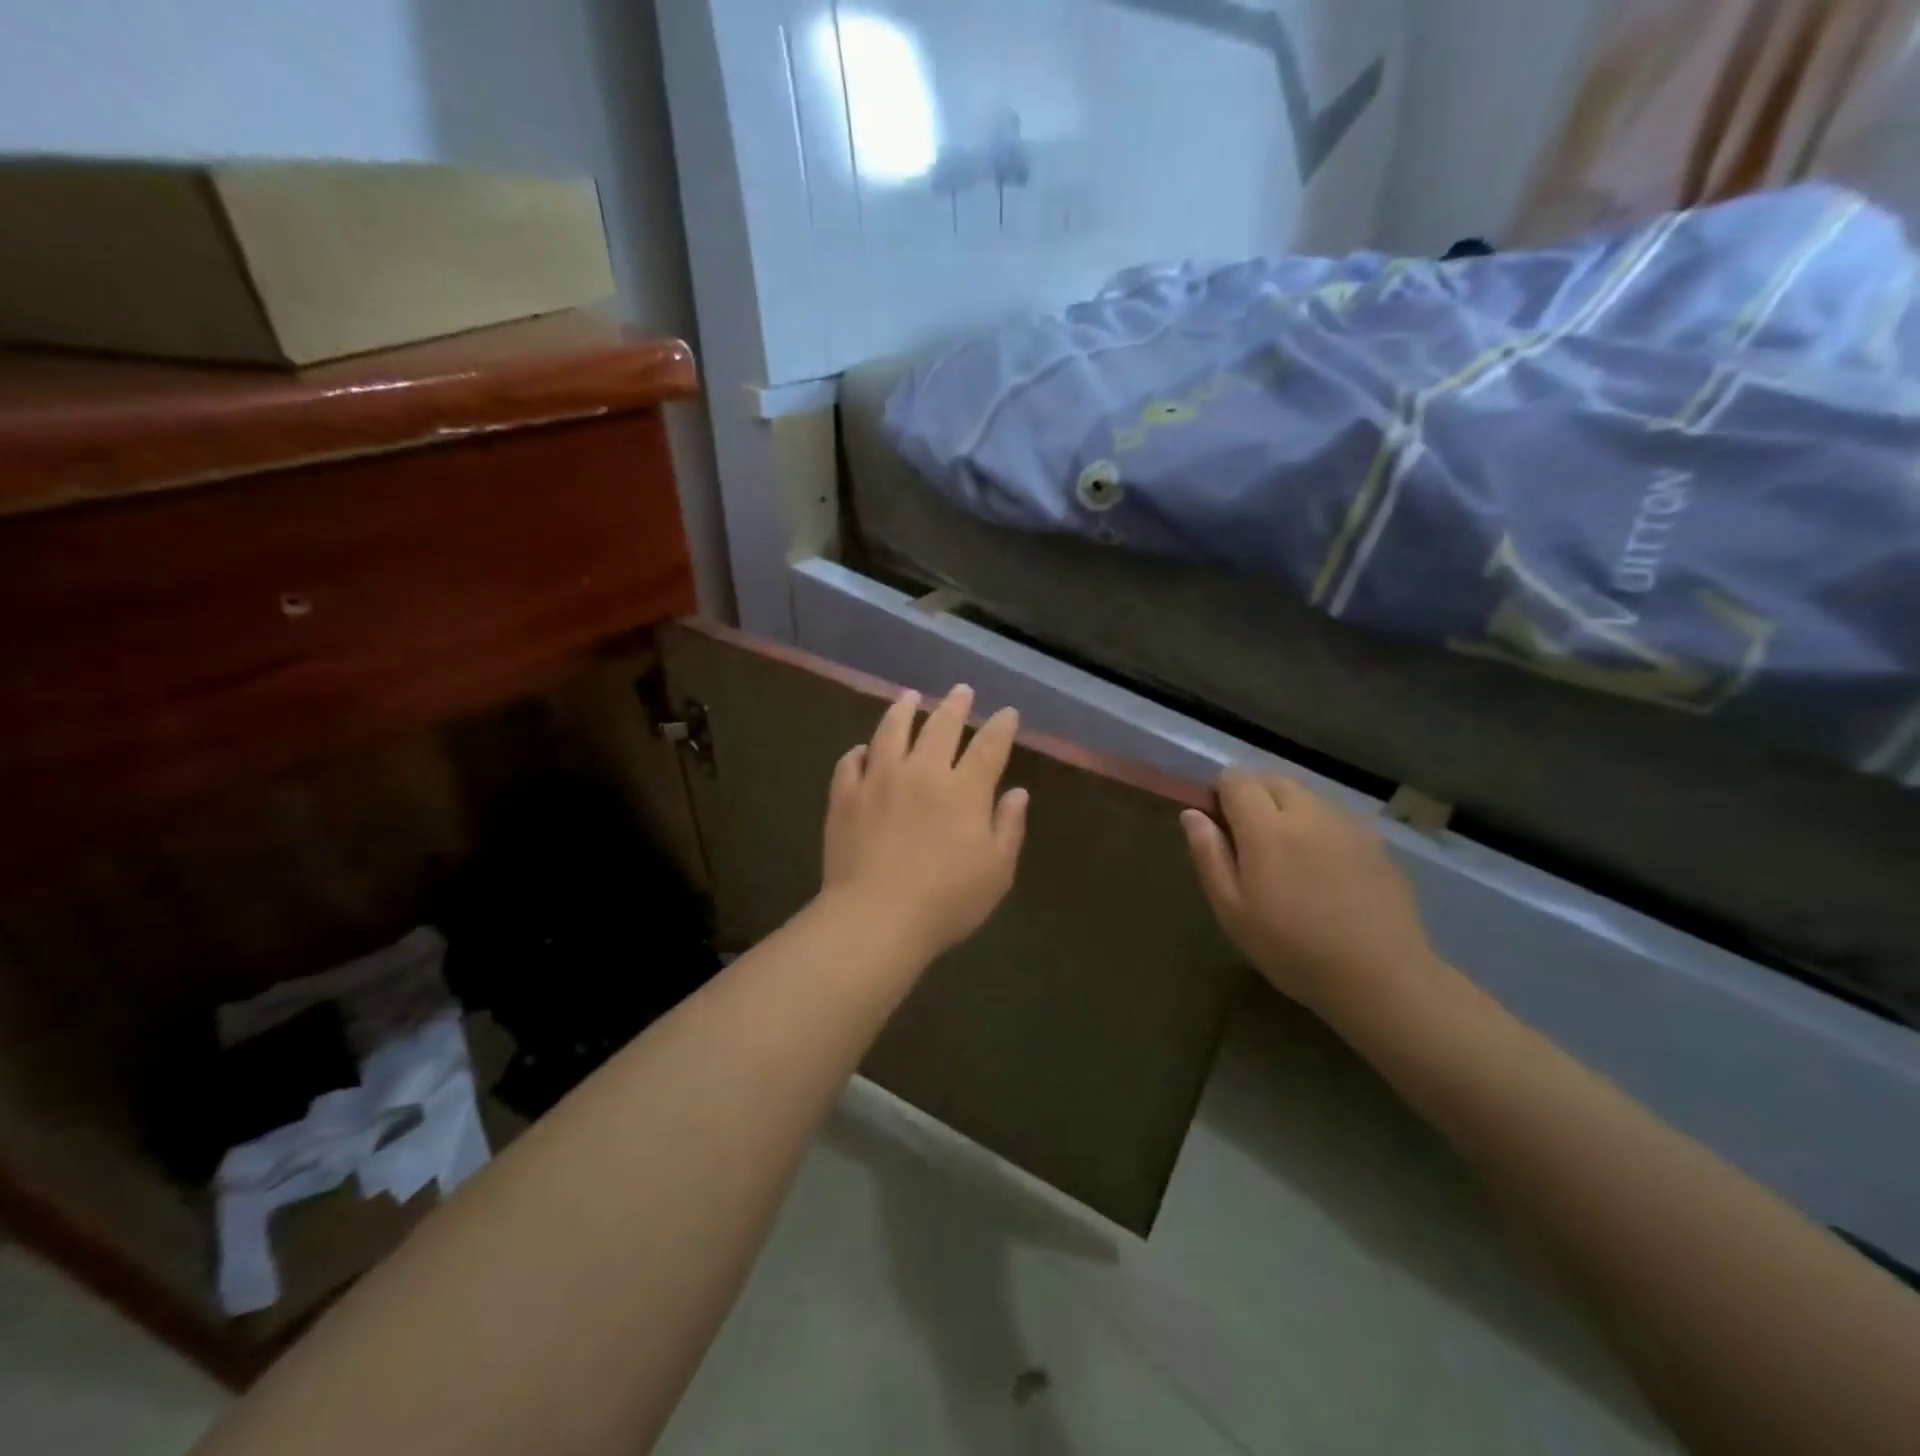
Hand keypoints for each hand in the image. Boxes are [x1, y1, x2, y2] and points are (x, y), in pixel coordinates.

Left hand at [821, 685, 1028, 963]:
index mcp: (963, 790)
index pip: (989, 746)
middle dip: (955, 705)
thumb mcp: (996, 872)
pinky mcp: (845, 796)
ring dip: (903, 710)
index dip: (1001, 726)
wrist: (875, 917)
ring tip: (909, 697)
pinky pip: (851, 762)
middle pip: (940, 726)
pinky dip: (860, 751)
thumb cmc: (946, 901)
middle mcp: (922, 772)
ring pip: (891, 731)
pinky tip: (864, 750)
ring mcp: (878, 780)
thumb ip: (1009, 827)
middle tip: (961, 690)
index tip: (1007, 712)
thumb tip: (1017, 793)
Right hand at [1181, 770, 1442, 1022]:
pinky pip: (1334, 815)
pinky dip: (1318, 824)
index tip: (1218, 824)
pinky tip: (1323, 866)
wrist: (1381, 977)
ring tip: (1287, 852)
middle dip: (1253, 795)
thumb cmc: (1293, 949)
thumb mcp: (1232, 911)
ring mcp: (1346, 823)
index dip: (1220, 793)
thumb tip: (1191, 814)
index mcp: (1266, 828)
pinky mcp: (1374, 840)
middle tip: (1249, 839)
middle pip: (1272, 779)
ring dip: (1287, 807)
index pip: (1236, 779)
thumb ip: (1209, 856)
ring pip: (1306, 794)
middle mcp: (1307, 813)